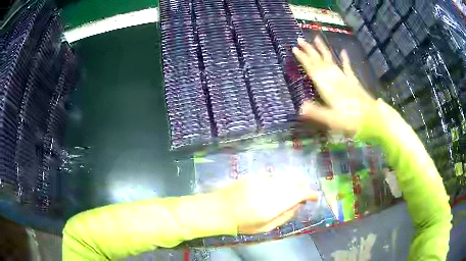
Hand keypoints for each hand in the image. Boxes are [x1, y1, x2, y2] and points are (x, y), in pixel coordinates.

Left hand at [217, 174, 318, 233]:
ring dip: (294, 183)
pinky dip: (282, 181)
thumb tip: (298, 206)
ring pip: (285, 178)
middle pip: (293, 184)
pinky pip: (274, 177)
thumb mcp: (265, 227)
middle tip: (305, 195)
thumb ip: (284, 216)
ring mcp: (261, 180)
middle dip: (302, 188)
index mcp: (272, 206)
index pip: (298, 195)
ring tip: (296, 190)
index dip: (309, 194)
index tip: (315, 197)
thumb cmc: (242, 223)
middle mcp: (269, 190)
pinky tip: (281, 186)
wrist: (219, 209)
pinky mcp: (255, 176)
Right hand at [292, 36, 375, 134]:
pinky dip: (345, 59)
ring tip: (317, 38)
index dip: (303, 58)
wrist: (372, 118)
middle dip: (309, 50)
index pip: (313, 69)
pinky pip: (347, 67)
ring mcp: (345, 78)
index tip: (294, 48)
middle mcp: (335, 78)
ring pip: (331, 61)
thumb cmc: (351, 120)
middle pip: (320, 61)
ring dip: (323, 49)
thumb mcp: (332, 119)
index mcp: (328, 86)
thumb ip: (317, 112)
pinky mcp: (353, 81)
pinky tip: (343, 51)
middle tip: (300, 39)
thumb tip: (300, 107)